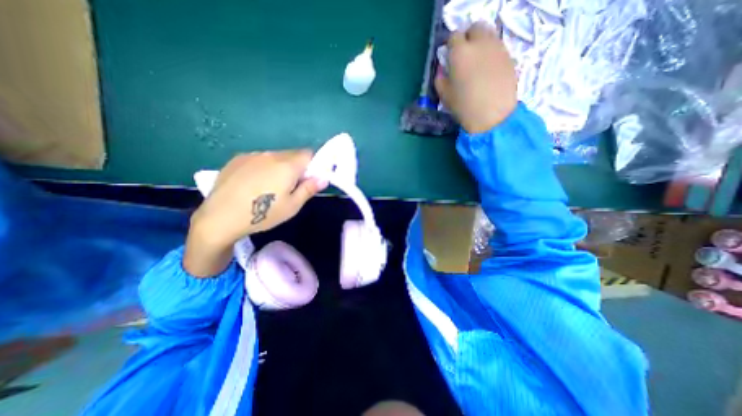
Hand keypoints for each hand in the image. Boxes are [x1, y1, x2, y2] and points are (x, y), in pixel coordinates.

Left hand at [182, 152, 324, 277]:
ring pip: (275, 156)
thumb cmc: (263, 214)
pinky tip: (253, 183)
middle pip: (292, 154)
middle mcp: (271, 155)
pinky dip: (263, 167)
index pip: (308, 154)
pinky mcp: (237, 159)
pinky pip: (259, 158)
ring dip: (279, 166)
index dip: (312, 164)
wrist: (220, 217)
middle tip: (290, 186)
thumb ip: (309, 189)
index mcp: (287, 166)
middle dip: (296, 166)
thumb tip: (324, 178)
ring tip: (269, 186)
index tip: (308, 179)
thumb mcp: (292, 206)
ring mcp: (253, 155)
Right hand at [437, 22, 517, 133]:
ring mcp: (497, 47)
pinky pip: (497, 47)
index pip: (453, 36)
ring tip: (477, 63)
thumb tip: (442, 70)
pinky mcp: (509, 56)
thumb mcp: (445, 95)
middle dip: (468, 38)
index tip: (450, 57)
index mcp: (460, 52)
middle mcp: (479, 43)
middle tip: (465, 56)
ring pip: (488, 35)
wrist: (492, 116)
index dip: (450, 46)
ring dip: (481, 44)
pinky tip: (488, 70)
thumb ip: (440, 79)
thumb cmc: (464, 106)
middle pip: (474, 28)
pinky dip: (491, 53)